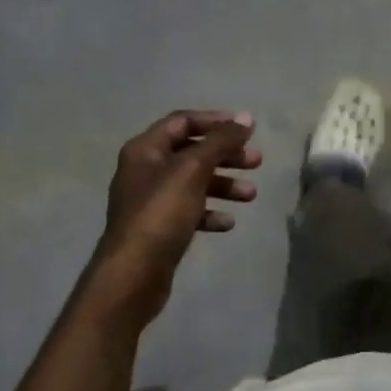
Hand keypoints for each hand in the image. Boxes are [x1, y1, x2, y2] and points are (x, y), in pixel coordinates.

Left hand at [95, 110, 260, 312]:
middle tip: (256, 161)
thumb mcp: (193, 170)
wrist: (134, 272)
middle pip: (191, 152)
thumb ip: (220, 142)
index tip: (247, 129)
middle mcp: (145, 170)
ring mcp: (151, 202)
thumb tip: (245, 119)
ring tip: (251, 195)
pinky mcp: (159, 229)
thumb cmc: (161, 213)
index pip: (182, 122)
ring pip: (194, 183)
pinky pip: (189, 212)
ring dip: (224, 185)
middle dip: (225, 155)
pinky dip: (210, 213)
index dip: (215, 121)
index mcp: (145, 149)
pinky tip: (228, 223)